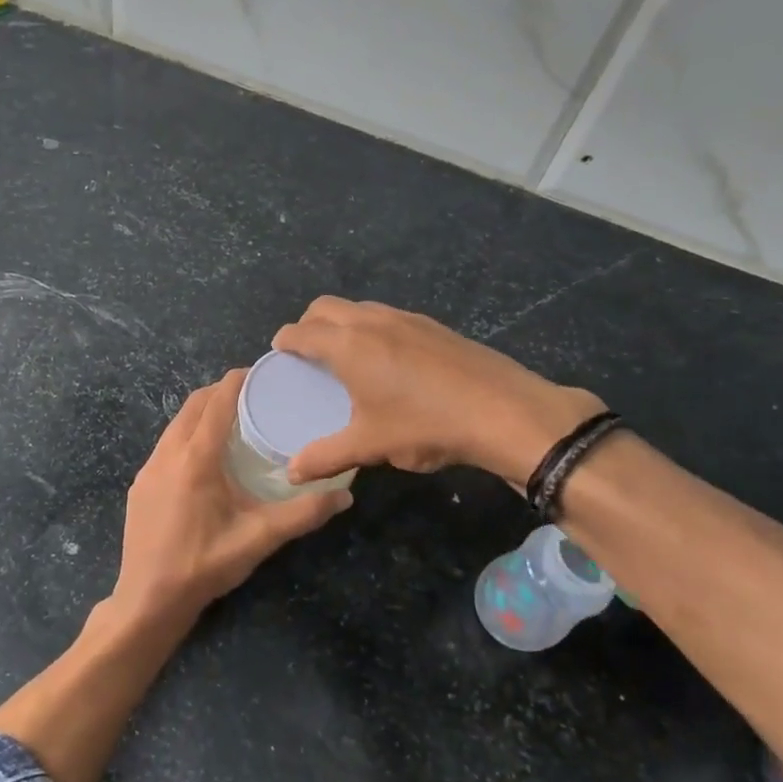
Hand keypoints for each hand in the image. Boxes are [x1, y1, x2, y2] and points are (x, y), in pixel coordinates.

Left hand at [115, 371, 351, 622]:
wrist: (148, 600)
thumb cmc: (204, 565)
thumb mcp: (258, 539)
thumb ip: (302, 515)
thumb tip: (344, 495)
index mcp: (195, 459)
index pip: (216, 403)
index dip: (237, 381)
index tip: (260, 371)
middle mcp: (167, 454)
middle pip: (192, 405)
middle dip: (219, 391)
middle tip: (252, 393)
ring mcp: (148, 469)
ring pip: (176, 424)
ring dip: (201, 412)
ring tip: (231, 419)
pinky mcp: (140, 485)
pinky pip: (166, 445)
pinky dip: (186, 434)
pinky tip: (204, 455)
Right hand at [272, 298, 603, 487]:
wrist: (503, 411)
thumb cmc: (425, 425)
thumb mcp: (370, 446)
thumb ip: (325, 457)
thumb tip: (291, 473)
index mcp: (347, 345)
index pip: (301, 331)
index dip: (284, 341)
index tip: (278, 354)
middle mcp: (371, 321)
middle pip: (325, 307)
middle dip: (308, 324)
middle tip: (307, 354)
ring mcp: (405, 318)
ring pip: (359, 308)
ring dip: (341, 323)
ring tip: (345, 357)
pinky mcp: (433, 325)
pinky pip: (387, 316)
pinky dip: (371, 328)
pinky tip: (388, 362)